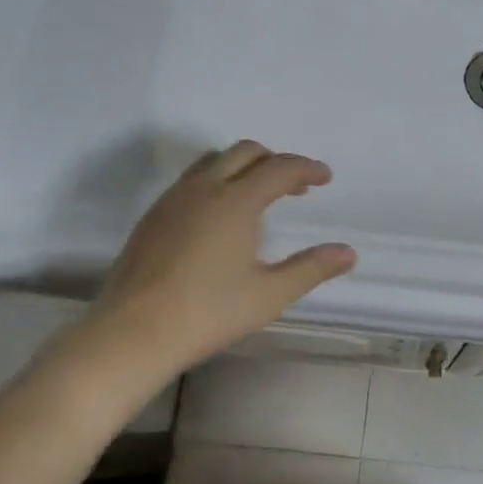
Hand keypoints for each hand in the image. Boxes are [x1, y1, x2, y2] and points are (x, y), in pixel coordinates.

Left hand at [77, 140, 356, 374]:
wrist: (134, 332)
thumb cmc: (210, 312)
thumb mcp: (270, 294)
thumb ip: (311, 268)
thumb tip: (348, 253)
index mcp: (236, 201)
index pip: (279, 168)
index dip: (307, 168)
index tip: (325, 178)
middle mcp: (203, 188)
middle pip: (244, 152)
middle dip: (275, 162)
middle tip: (296, 188)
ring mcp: (172, 200)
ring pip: (212, 161)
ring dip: (243, 167)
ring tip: (259, 197)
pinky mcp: (152, 217)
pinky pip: (191, 181)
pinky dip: (216, 182)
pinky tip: (220, 219)